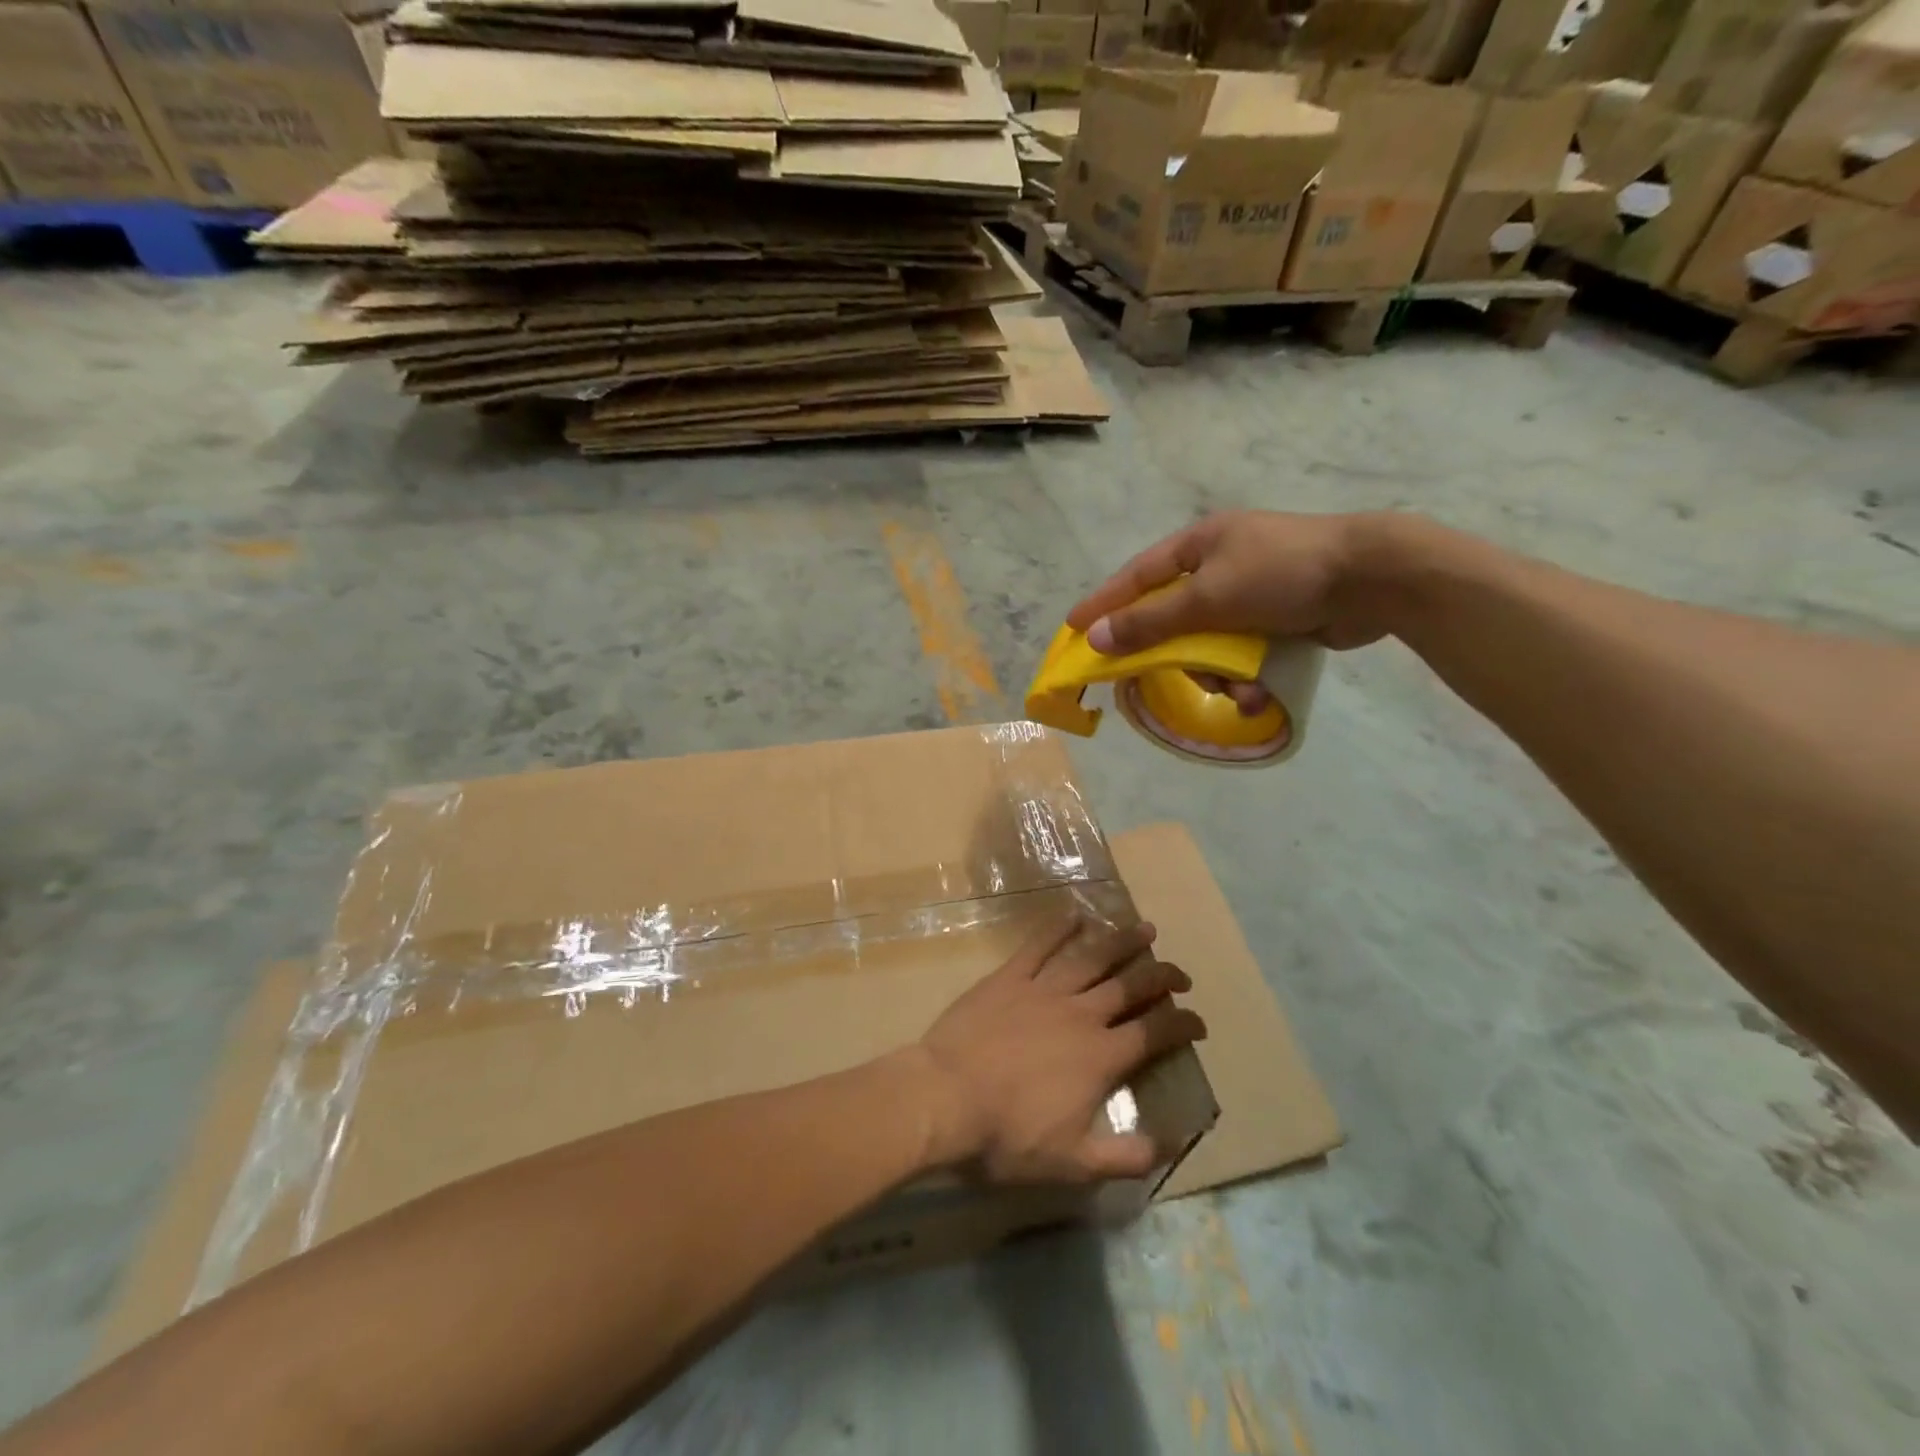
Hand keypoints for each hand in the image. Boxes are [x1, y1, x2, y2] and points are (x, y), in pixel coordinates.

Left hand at [914, 913, 1205, 1183]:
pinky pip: (1038, 945)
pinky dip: (1058, 927)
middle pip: (1130, 986)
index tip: (1198, 1022)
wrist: (945, 1098)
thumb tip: (1168, 1144)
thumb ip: (1124, 1156)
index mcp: (1101, 1056)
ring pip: (1091, 957)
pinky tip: (1074, 913)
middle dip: (1161, 975)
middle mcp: (1080, 1014)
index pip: (1155, 1033)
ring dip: (1121, 941)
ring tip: (1144, 928)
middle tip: (1180, 972)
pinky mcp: (1008, 978)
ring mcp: (1043, 990)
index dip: (1183, 1024)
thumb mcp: (1073, 1164)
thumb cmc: (1008, 1135)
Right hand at [1067, 512, 1398, 707]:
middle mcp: (1220, 565)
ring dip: (1216, 673)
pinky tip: (1258, 692)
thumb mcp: (1208, 599)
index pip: (1136, 576)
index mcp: (1199, 545)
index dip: (1103, 604)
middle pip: (1172, 617)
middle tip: (1151, 680)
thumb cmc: (1281, 574)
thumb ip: (1150, 622)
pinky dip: (1246, 675)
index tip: (1073, 629)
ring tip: (1235, 689)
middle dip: (1171, 654)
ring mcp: (1251, 592)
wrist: (1374, 578)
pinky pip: (1243, 652)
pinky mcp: (1278, 618)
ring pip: (1208, 643)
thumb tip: (1094, 638)